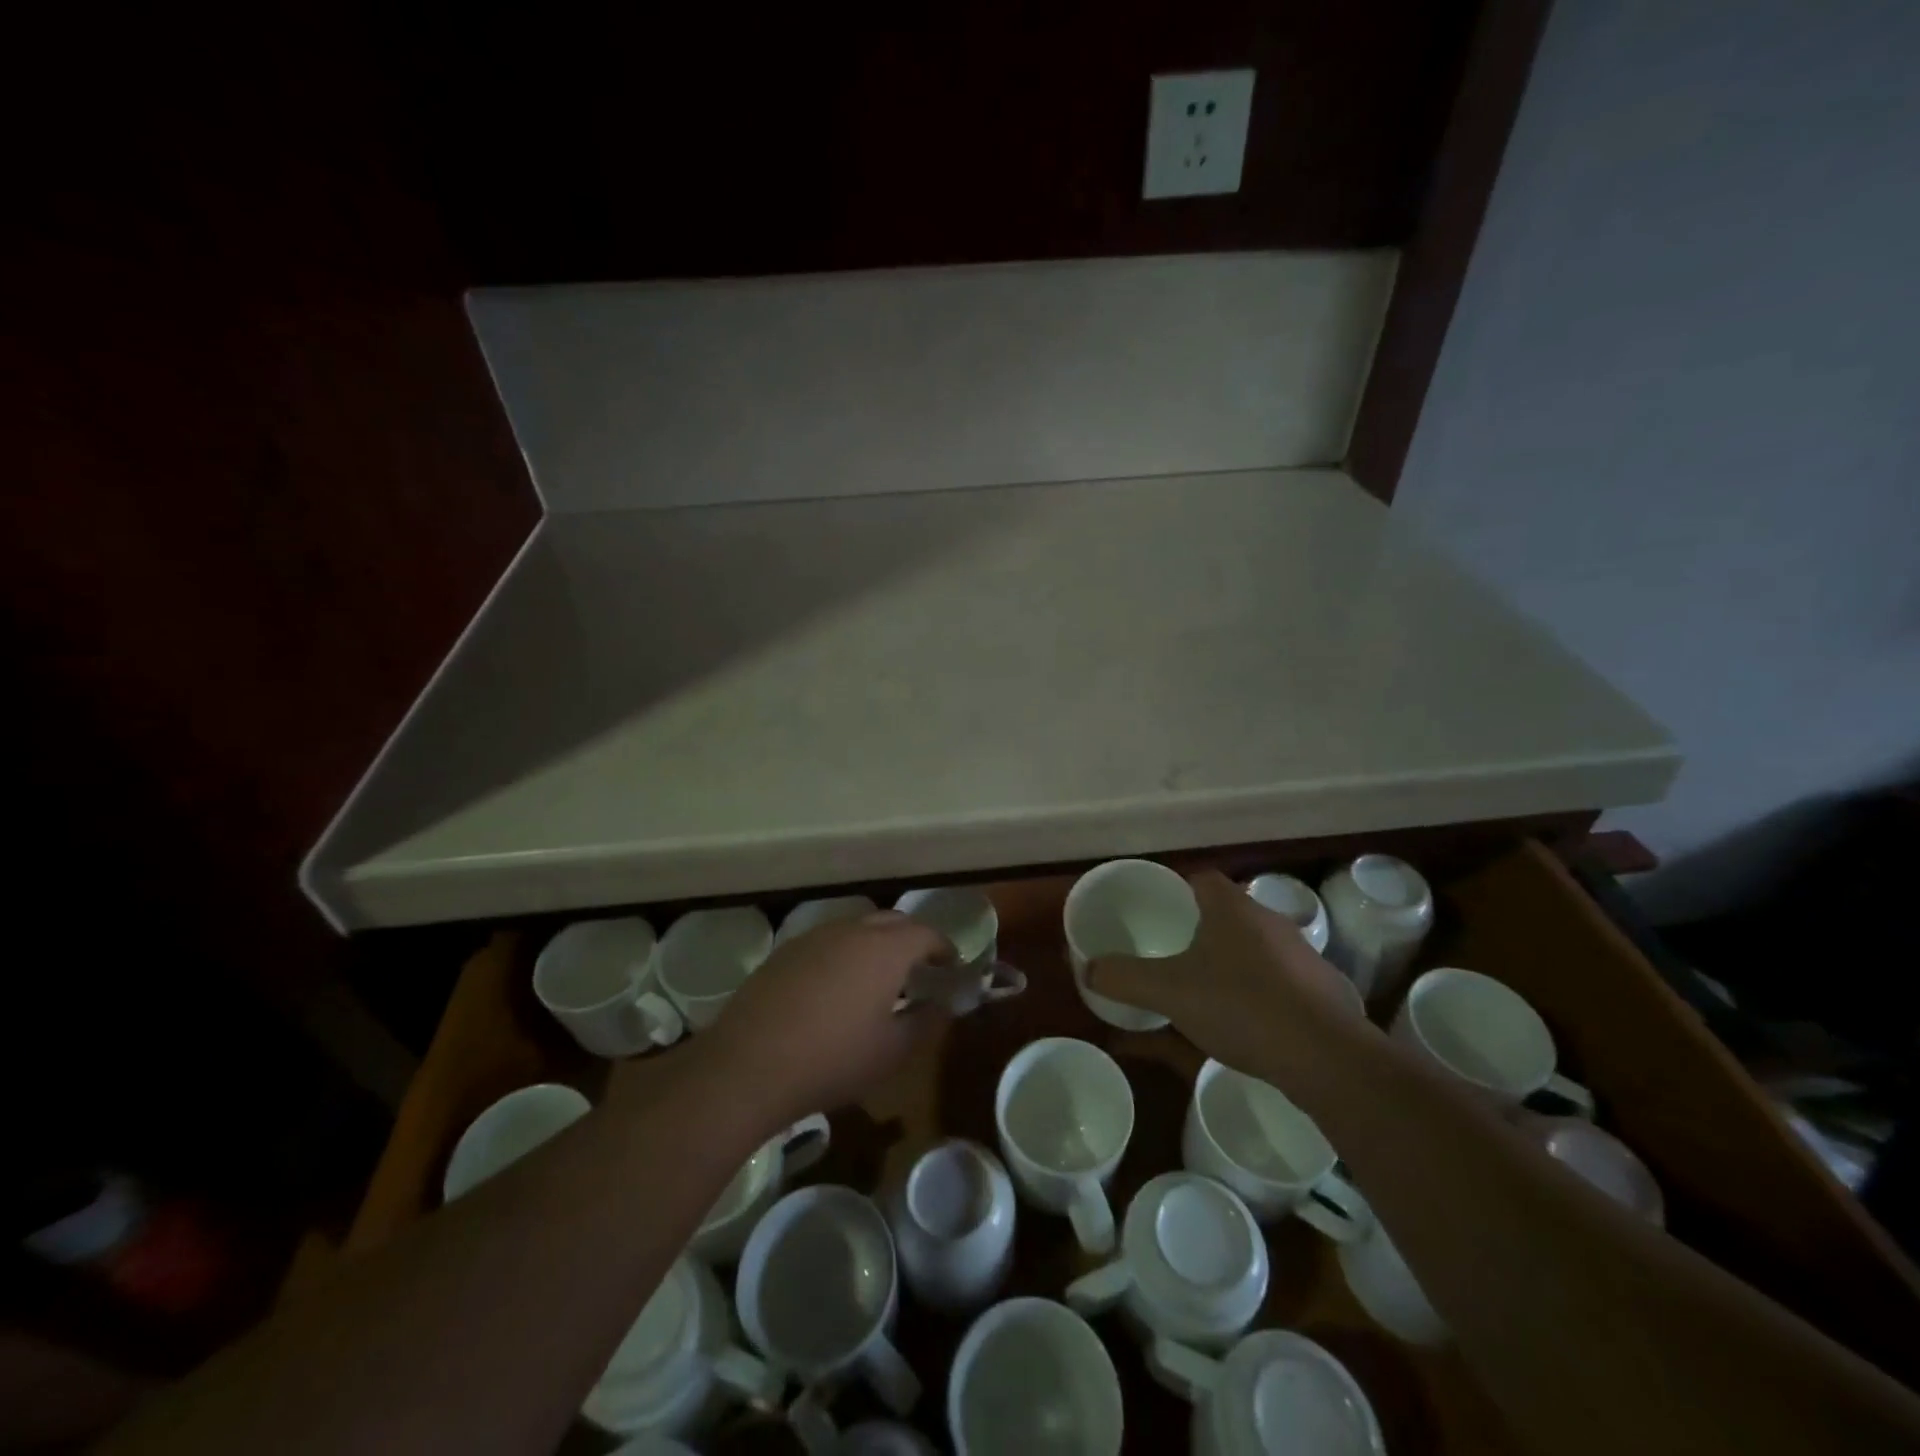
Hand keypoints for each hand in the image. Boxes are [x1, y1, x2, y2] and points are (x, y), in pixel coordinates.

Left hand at [707, 911, 952, 1127]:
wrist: (748, 1065)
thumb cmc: (833, 1059)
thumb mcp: (892, 1051)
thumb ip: (925, 1022)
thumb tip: (940, 1006)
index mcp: (885, 948)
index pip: (926, 934)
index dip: (944, 948)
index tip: (951, 967)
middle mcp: (851, 930)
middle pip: (892, 921)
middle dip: (912, 940)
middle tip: (920, 969)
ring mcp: (814, 937)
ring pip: (857, 928)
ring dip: (876, 944)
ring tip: (880, 979)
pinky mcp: (785, 952)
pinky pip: (828, 942)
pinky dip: (845, 954)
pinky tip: (837, 988)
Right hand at [1086, 870, 1365, 1087]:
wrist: (1326, 1056)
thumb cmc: (1240, 1005)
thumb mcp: (1169, 992)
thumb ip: (1124, 978)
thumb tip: (1087, 969)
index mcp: (1232, 908)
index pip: (1200, 879)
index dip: (1176, 890)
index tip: (1157, 912)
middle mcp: (1269, 920)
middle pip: (1227, 912)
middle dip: (1200, 928)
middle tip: (1172, 950)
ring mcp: (1301, 955)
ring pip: (1254, 947)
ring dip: (1230, 960)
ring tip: (1204, 988)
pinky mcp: (1321, 990)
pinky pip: (1278, 979)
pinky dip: (1258, 991)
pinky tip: (1244, 1020)